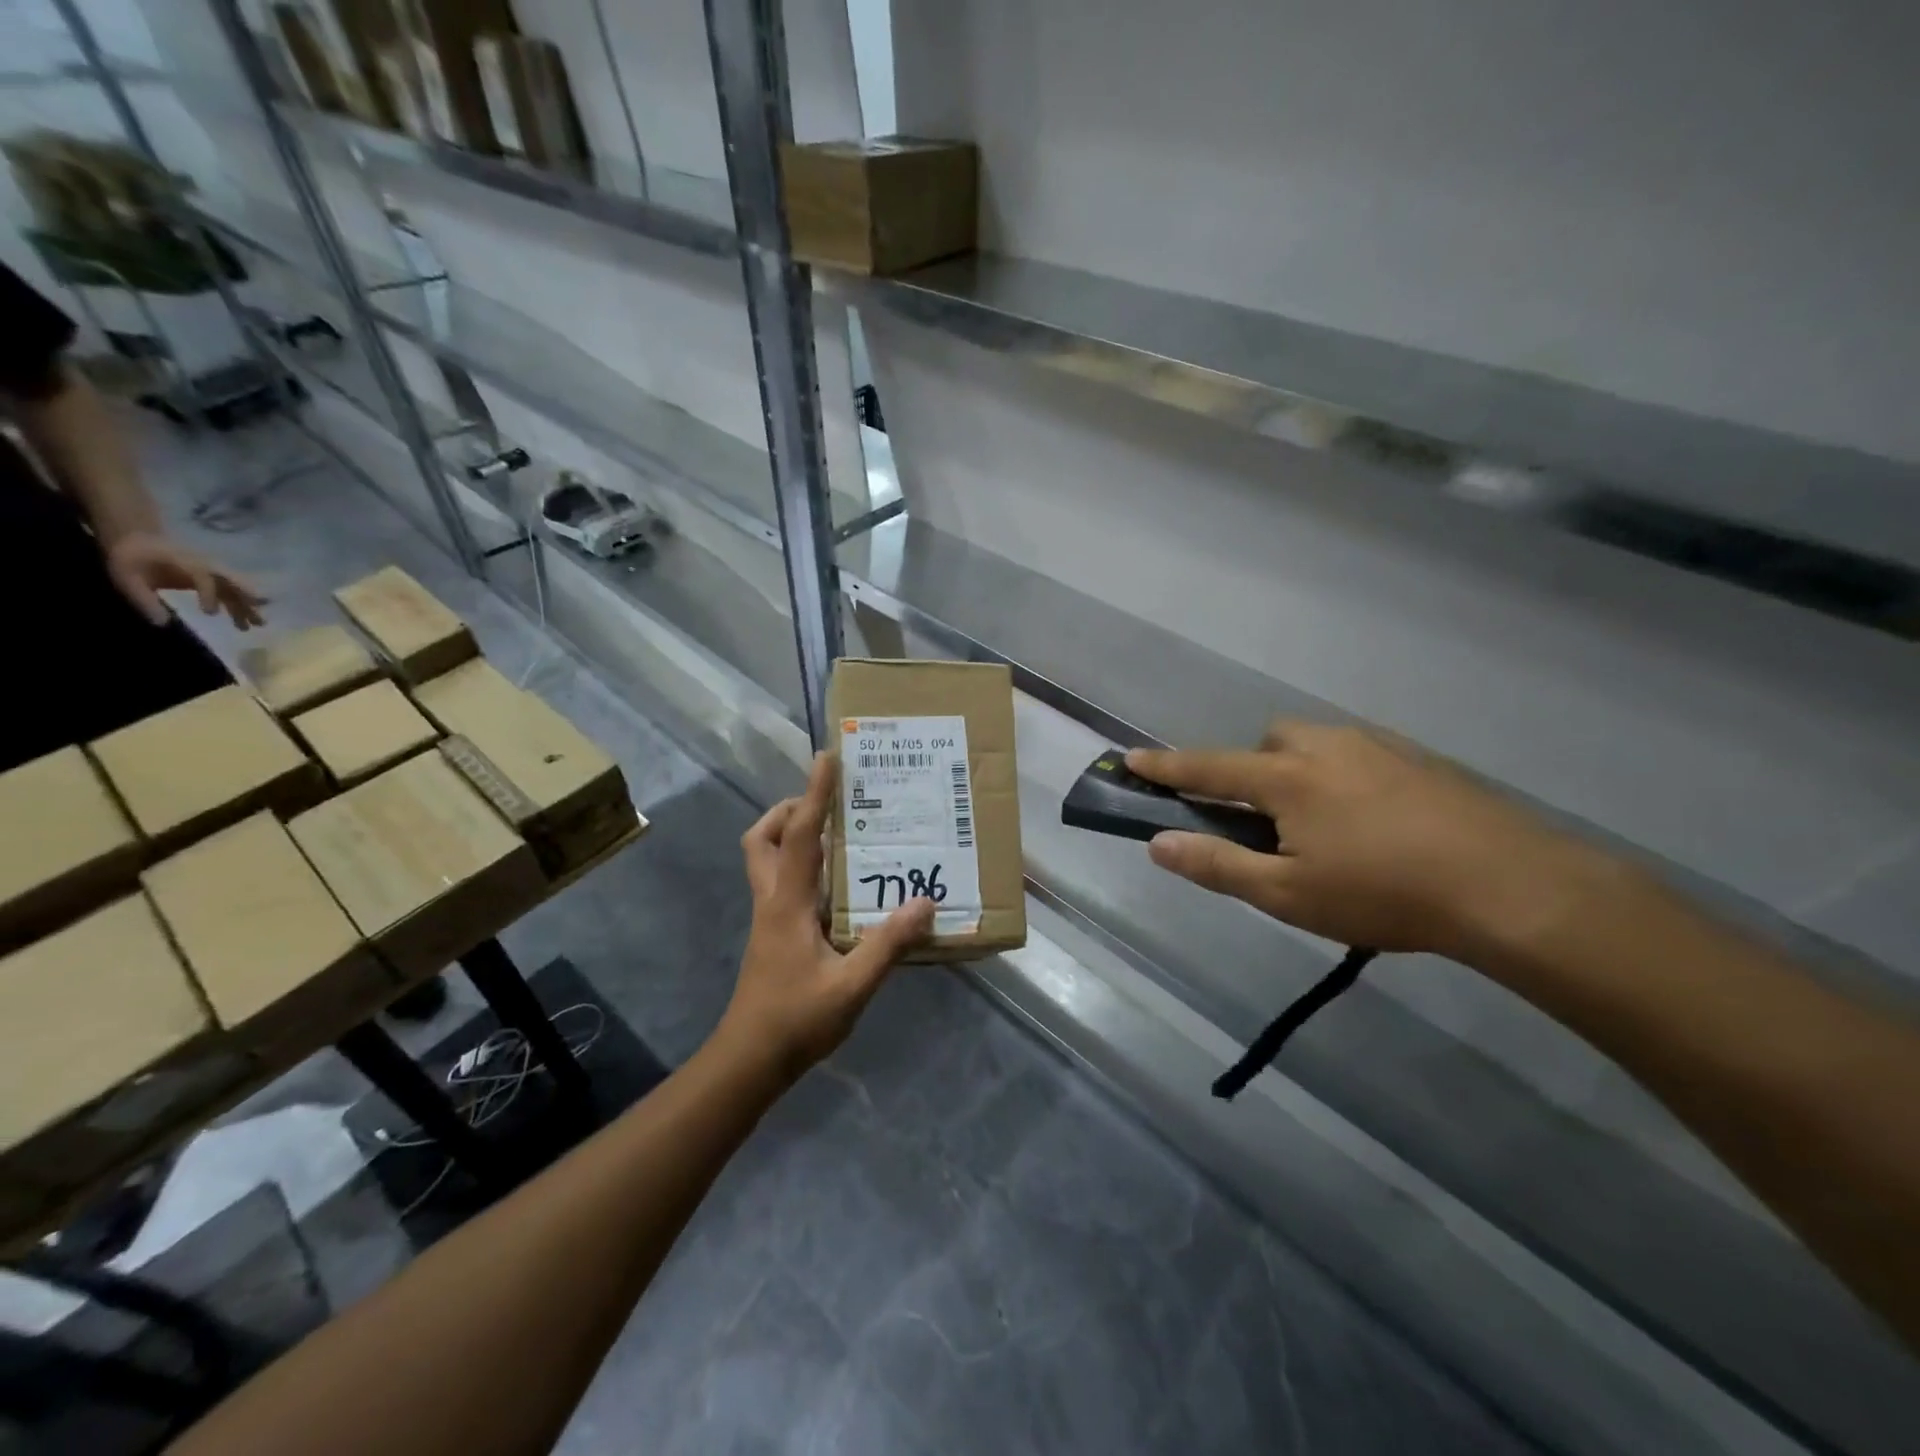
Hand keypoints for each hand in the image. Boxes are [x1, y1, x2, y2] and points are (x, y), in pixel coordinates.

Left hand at [104, 532, 266, 629]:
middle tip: (259, 619)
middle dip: (246, 600)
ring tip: (257, 625)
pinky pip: (231, 591)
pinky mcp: (212, 579)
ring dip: (247, 606)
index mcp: (185, 562)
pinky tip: (245, 618)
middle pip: (231, 582)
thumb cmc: (130, 557)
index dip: (209, 594)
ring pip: (235, 589)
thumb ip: (142, 598)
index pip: (203, 577)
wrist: (137, 539)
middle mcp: (205, 566)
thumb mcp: (125, 576)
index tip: (209, 614)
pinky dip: (241, 604)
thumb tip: (162, 623)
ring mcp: (211, 572)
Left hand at [715, 753, 934, 1086]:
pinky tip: (838, 885)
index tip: (827, 758)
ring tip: (837, 835)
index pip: (798, 835)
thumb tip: (925, 903)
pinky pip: (782, 882)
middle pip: (762, 838)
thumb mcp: (852, 986)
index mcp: (787, 904)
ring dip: (791, 835)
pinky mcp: (773, 934)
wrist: (749, 1061)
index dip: (813, 794)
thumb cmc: (796, 1020)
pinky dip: (803, 866)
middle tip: (827, 805)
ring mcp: (768, 918)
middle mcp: (772, 901)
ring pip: (765, 859)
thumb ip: (888, 944)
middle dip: (788, 811)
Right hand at [1128, 721, 1617, 962]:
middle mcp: (1325, 748)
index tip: (1130, 756)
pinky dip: (1343, 775)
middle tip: (1264, 817)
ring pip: (1316, 744)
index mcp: (1285, 778)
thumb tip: (1157, 844)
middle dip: (1250, 768)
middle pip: (1268, 741)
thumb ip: (1217, 866)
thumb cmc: (1383, 893)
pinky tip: (1372, 820)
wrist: (1511, 885)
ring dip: (1298, 769)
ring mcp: (1377, 747)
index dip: (1165, 765)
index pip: (1207, 767)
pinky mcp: (1419, 759)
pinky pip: (1358, 754)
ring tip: (1320, 823)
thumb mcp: (1288, 894)